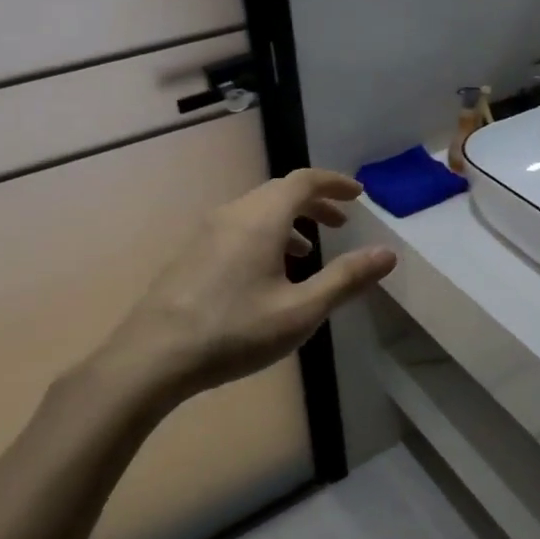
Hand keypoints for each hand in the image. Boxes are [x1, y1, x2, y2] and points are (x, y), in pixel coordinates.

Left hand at [94, 169, 395, 407]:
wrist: (151, 358)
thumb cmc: (234, 331)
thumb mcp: (301, 310)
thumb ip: (346, 279)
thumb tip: (387, 254)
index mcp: (262, 218)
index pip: (304, 180)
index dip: (335, 183)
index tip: (358, 195)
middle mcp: (234, 214)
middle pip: (280, 192)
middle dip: (315, 202)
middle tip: (341, 223)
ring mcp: (207, 232)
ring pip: (258, 210)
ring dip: (290, 221)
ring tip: (308, 253)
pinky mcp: (192, 253)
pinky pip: (239, 227)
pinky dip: (265, 234)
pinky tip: (267, 274)